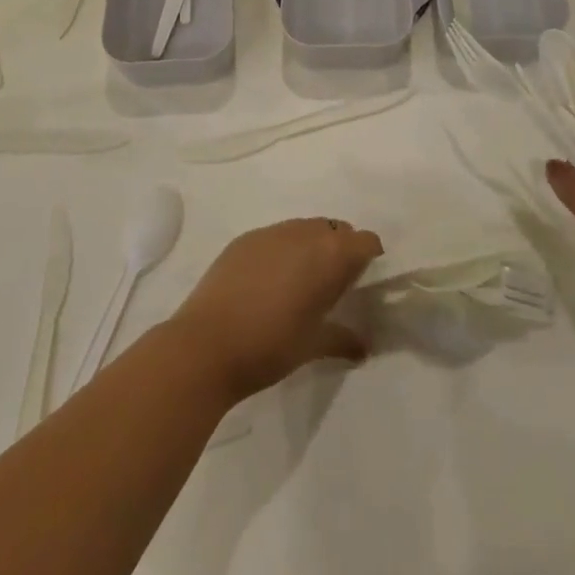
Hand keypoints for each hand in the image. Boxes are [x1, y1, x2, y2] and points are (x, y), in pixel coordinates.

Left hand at [170, 218, 383, 401]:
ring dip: (311, 245)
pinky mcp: (244, 239)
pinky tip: (269, 279)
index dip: (369, 256)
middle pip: (335, 229)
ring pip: (304, 228)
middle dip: (341, 248)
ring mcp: (270, 233)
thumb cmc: (269, 347)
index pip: (364, 241)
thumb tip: (363, 347)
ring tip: (301, 279)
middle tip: (334, 281)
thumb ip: (342, 339)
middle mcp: (304, 234)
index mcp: (329, 256)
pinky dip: (282, 249)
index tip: (364, 279)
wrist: (205, 345)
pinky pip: (275, 235)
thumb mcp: (312, 346)